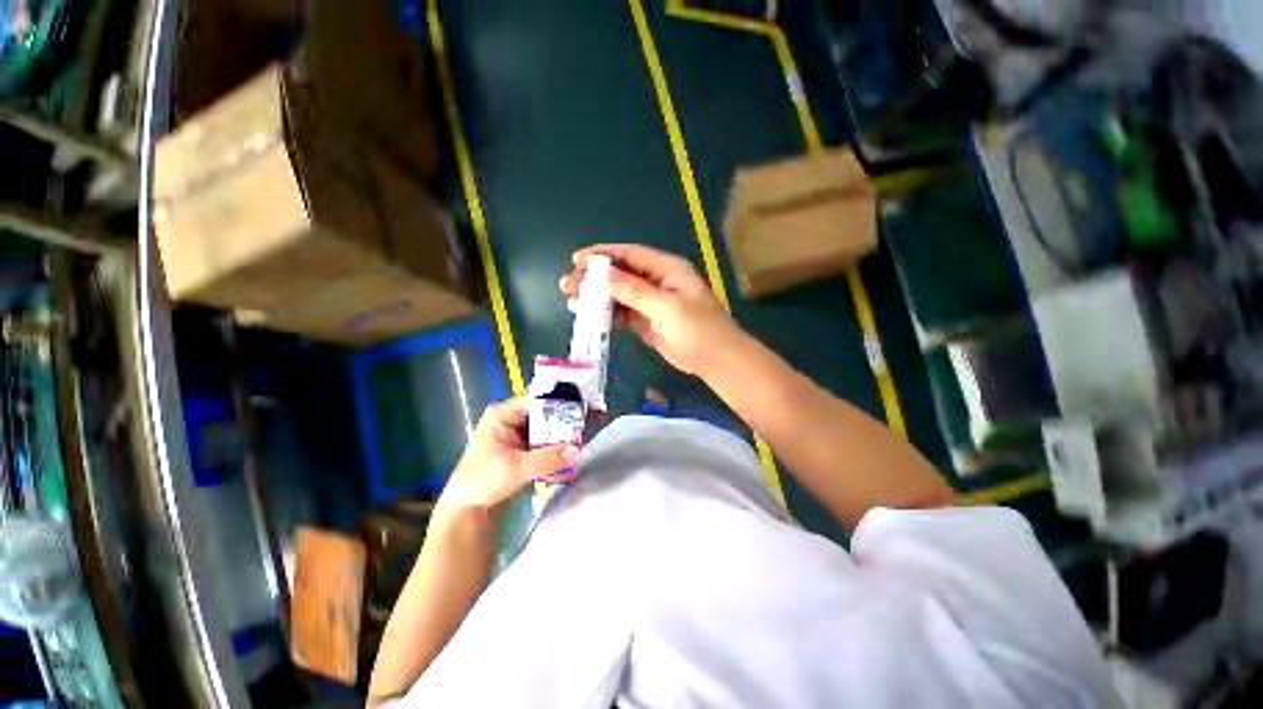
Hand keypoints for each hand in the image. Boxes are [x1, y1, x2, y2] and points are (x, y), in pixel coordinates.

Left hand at [437, 397, 579, 515]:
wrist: (468, 507)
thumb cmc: (484, 480)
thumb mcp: (517, 468)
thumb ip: (548, 458)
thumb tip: (577, 451)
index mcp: (503, 413)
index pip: (536, 401)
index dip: (559, 403)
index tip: (580, 409)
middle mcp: (511, 417)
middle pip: (544, 413)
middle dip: (564, 422)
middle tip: (584, 427)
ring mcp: (517, 432)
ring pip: (546, 427)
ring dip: (561, 435)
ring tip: (582, 439)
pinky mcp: (523, 446)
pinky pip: (544, 440)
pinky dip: (555, 446)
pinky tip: (570, 451)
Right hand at [559, 244, 743, 375]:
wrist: (715, 360)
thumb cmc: (698, 329)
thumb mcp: (667, 307)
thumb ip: (635, 291)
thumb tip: (603, 275)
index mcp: (667, 269)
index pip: (630, 255)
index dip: (603, 255)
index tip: (577, 260)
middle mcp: (656, 282)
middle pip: (620, 274)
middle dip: (594, 278)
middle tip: (568, 284)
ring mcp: (650, 303)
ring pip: (618, 295)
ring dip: (596, 298)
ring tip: (571, 301)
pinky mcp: (646, 322)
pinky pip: (622, 314)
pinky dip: (607, 316)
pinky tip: (589, 318)